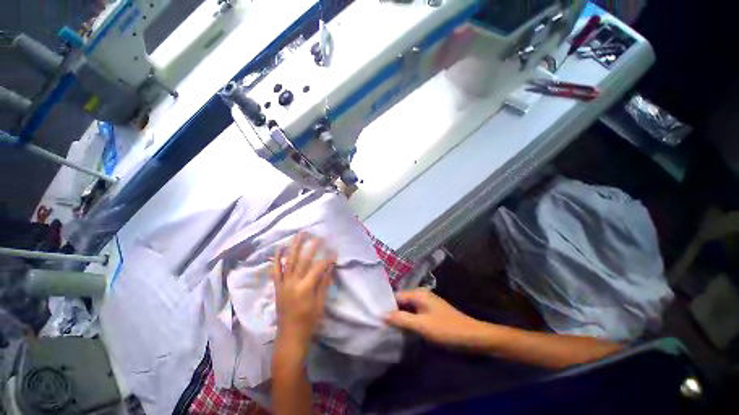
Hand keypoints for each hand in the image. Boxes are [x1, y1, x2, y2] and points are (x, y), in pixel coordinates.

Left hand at [272, 232, 335, 354]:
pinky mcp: (277, 286)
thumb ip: (324, 283)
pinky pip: (275, 270)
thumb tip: (330, 266)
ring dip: (294, 246)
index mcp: (305, 288)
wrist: (290, 336)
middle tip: (318, 236)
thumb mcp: (320, 303)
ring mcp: (283, 283)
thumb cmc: (309, 321)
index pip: (318, 267)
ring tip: (300, 234)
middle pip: (302, 260)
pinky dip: (276, 258)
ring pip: (288, 260)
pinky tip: (279, 247)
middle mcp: (293, 283)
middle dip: (311, 246)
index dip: (327, 259)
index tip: (334, 253)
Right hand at [385, 289, 485, 347]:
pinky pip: (414, 313)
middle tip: (380, 324)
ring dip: (400, 317)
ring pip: (407, 308)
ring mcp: (426, 303)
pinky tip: (402, 329)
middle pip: (401, 302)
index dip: (386, 306)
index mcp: (418, 293)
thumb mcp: (422, 325)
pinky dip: (408, 320)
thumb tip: (381, 314)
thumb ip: (401, 319)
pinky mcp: (430, 312)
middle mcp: (421, 295)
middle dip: (392, 312)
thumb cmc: (446, 329)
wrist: (472, 336)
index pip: (396, 296)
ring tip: (387, 328)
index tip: (375, 317)